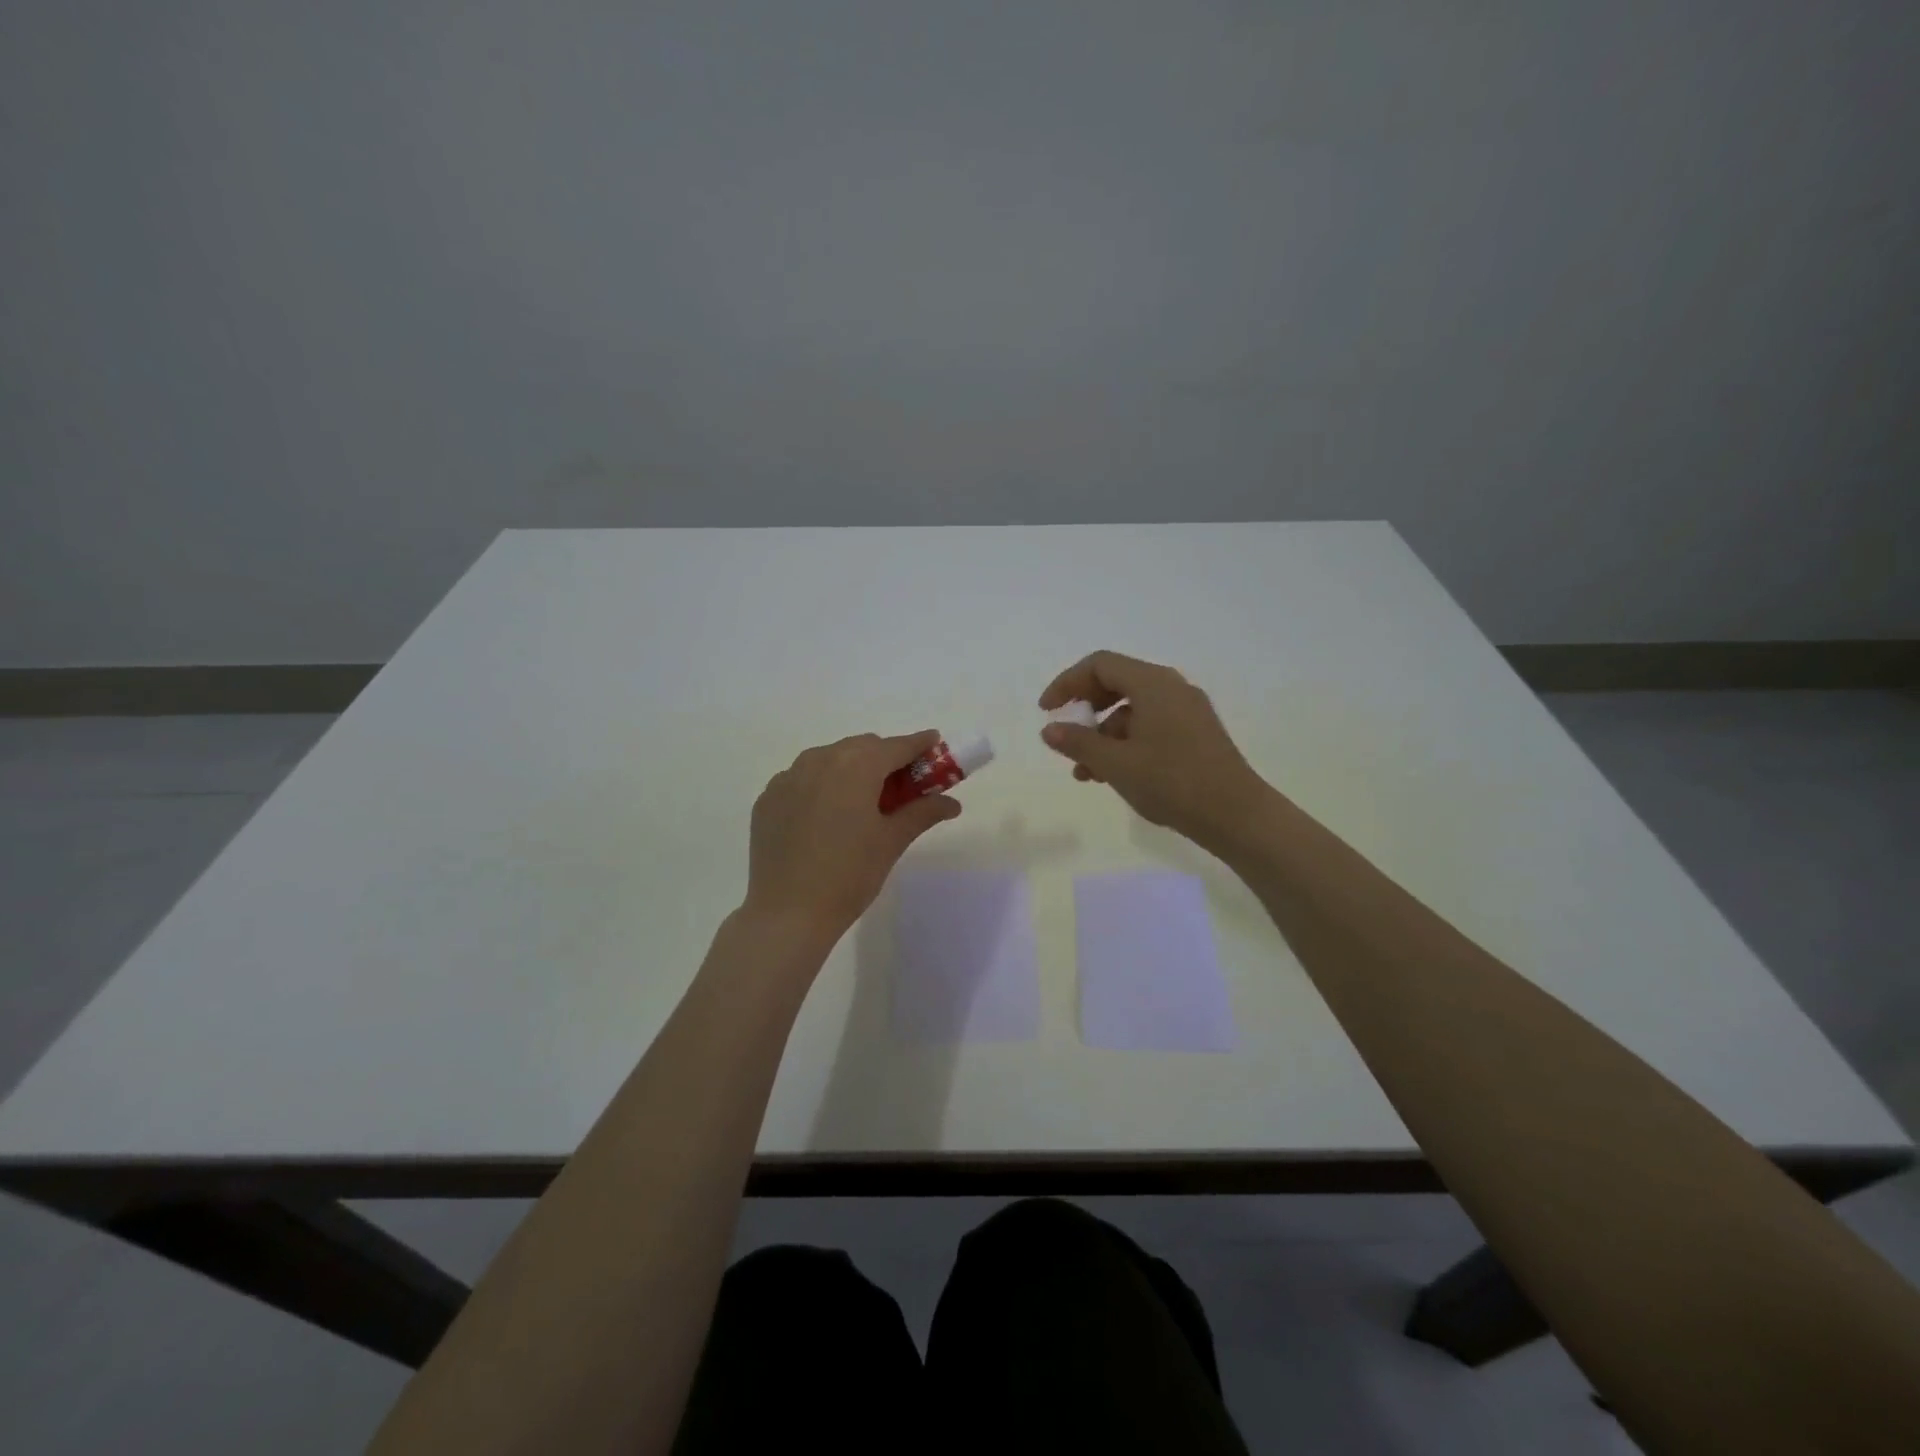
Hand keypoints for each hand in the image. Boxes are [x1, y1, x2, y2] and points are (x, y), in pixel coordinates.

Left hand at [742, 730, 962, 943]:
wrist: (787, 912)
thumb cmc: (849, 875)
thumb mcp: (891, 842)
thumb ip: (922, 812)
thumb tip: (952, 802)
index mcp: (856, 766)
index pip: (896, 746)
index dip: (918, 744)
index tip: (934, 743)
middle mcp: (819, 760)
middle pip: (862, 747)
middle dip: (885, 758)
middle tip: (903, 784)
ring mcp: (788, 777)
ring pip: (830, 758)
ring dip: (852, 768)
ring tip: (863, 800)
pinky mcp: (768, 798)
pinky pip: (803, 778)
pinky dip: (822, 785)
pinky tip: (827, 815)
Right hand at [1039, 651, 1271, 853]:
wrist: (1236, 815)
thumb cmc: (1172, 782)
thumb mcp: (1116, 763)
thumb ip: (1078, 742)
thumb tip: (1050, 729)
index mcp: (1153, 684)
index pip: (1100, 665)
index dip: (1067, 683)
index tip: (1046, 711)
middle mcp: (1172, 688)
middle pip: (1117, 683)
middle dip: (1085, 710)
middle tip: (1065, 735)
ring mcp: (1187, 711)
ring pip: (1132, 710)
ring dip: (1103, 735)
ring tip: (1084, 773)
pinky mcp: (1196, 734)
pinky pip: (1150, 726)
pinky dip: (1126, 744)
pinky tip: (1113, 775)